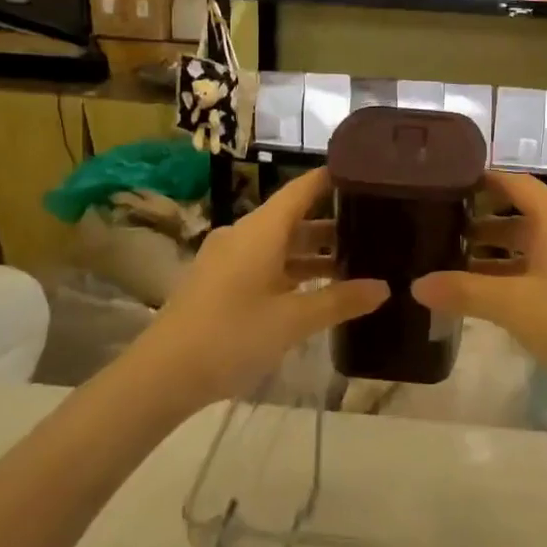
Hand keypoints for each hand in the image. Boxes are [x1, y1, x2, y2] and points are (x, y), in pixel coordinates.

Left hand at [128, 168, 387, 412]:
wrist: (162, 374)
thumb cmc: (232, 336)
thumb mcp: (293, 320)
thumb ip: (340, 300)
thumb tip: (384, 287)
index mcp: (261, 230)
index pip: (302, 189)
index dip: (331, 178)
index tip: (365, 173)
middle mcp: (244, 234)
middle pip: (293, 217)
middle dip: (331, 221)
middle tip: (373, 225)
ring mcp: (228, 258)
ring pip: (278, 243)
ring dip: (312, 251)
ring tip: (354, 260)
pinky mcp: (219, 281)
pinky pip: (263, 262)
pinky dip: (291, 269)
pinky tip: (315, 289)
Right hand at [413, 171, 546, 409]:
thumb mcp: (512, 307)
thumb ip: (463, 291)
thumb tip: (416, 285)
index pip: (515, 183)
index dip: (483, 180)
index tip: (448, 183)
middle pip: (524, 213)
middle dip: (484, 222)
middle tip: (443, 230)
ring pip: (536, 242)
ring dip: (500, 250)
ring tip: (459, 263)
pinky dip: (520, 269)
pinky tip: (495, 293)